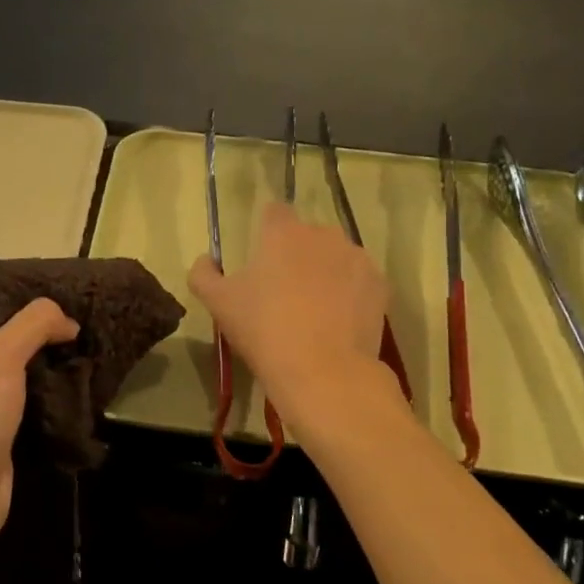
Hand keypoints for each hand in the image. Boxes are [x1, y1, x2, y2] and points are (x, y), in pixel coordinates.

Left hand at [0, 298, 77, 551]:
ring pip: (27, 387)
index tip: (64, 310)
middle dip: (46, 347)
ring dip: (54, 379)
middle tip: (83, 337)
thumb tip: (70, 322)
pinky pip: (35, 417)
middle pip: (14, 354)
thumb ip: (34, 325)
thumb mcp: (0, 354)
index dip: (28, 315)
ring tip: (89, 365)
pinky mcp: (3, 447)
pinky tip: (80, 402)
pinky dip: (55, 410)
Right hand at [187, 203, 391, 429]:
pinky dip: (350, 294)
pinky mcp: (379, 285)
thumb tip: (206, 260)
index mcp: (283, 232)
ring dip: (325, 272)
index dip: (266, 230)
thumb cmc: (265, 331)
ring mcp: (357, 258)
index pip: (274, 212)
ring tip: (315, 311)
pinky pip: (358, 281)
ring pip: (336, 257)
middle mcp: (324, 234)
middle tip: (284, 292)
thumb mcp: (218, 304)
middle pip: (307, 236)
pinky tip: (338, 322)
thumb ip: (203, 274)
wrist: (324, 372)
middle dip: (297, 255)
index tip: (261, 258)